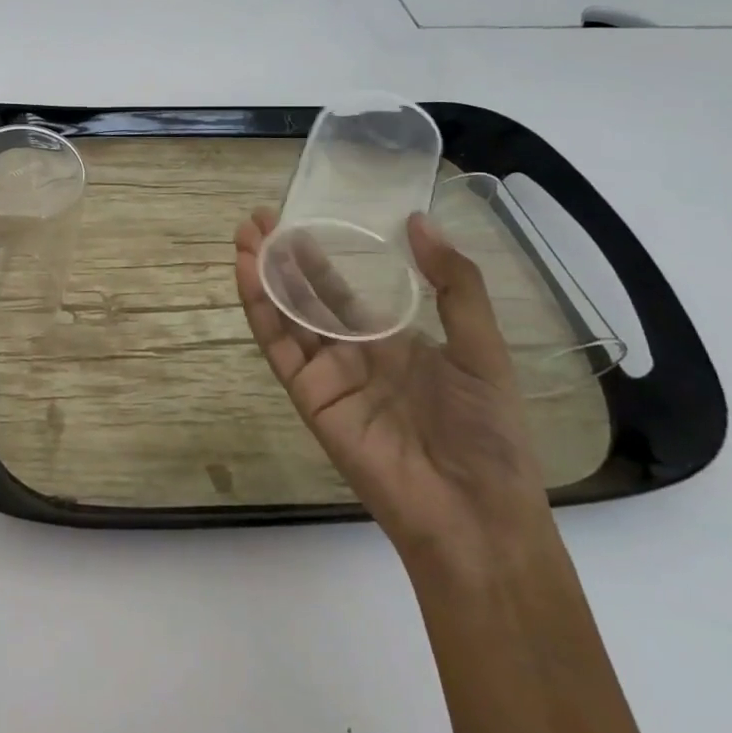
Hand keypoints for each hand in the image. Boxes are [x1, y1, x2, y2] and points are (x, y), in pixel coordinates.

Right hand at [234, 210, 551, 570]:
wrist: (475, 514)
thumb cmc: (486, 432)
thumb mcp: (481, 349)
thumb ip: (454, 284)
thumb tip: (418, 220)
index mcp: (390, 342)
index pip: (340, 290)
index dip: (316, 256)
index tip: (297, 219)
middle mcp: (351, 354)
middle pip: (304, 296)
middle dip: (281, 257)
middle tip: (258, 219)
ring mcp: (326, 374)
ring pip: (284, 315)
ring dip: (262, 275)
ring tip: (244, 236)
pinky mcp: (308, 395)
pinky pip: (277, 346)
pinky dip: (259, 309)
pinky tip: (248, 273)